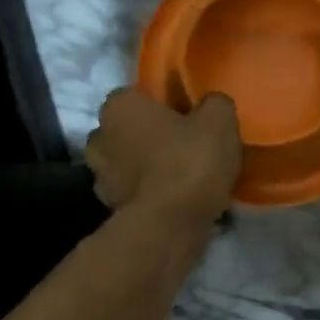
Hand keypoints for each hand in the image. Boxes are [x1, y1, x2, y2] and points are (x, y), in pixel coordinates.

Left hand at [86, 88, 241, 233]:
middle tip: (183, 144)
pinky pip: (132, 191)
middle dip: (149, 135)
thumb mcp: (219, 121)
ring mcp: (99, 176)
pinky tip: (175, 199)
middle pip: (127, 129)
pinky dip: (148, 193)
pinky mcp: (108, 208)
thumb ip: (215, 104)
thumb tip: (212, 105)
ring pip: (127, 162)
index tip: (185, 116)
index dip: (161, 104)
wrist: (169, 225)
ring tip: (181, 175)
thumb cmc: (189, 161)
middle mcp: (99, 136)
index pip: (136, 95)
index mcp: (119, 106)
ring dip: (146, 166)